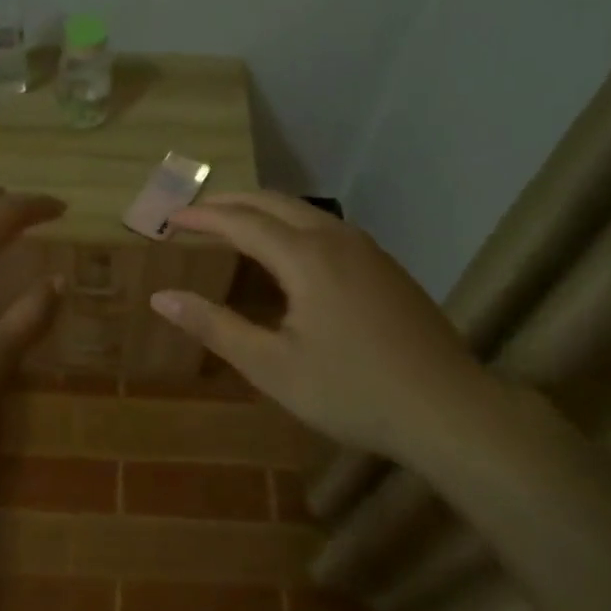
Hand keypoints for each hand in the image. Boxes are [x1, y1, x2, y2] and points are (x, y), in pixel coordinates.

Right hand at [150, 191, 513, 459]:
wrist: (448, 409)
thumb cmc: (351, 391)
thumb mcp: (272, 366)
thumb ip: (215, 327)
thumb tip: (161, 297)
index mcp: (306, 257)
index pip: (241, 222)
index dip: (202, 218)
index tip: (169, 219)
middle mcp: (337, 239)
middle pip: (275, 203)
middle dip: (231, 202)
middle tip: (195, 213)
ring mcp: (368, 250)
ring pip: (306, 212)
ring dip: (264, 210)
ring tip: (235, 224)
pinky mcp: (387, 268)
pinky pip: (328, 228)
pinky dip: (293, 226)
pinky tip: (290, 252)